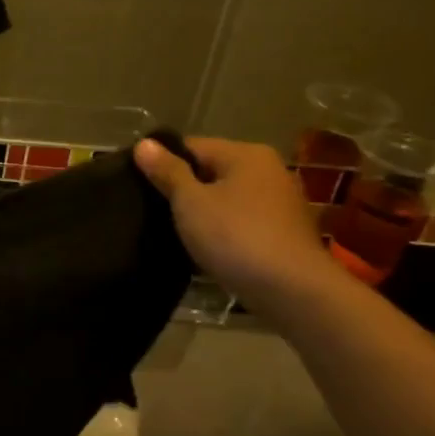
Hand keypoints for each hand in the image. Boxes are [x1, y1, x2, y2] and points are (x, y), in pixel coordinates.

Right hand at [133, 136, 340, 310]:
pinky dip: (223, 231)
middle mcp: (269, 170)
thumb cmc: (236, 236)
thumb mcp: (190, 201)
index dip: (162, 164)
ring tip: (174, 232)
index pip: (191, 146)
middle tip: (152, 211)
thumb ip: (167, 171)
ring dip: (202, 213)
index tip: (139, 186)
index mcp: (246, 154)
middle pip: (210, 171)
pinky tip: (206, 249)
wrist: (295, 292)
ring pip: (226, 199)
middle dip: (182, 190)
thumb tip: (144, 143)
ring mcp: (281, 202)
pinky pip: (242, 221)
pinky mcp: (285, 232)